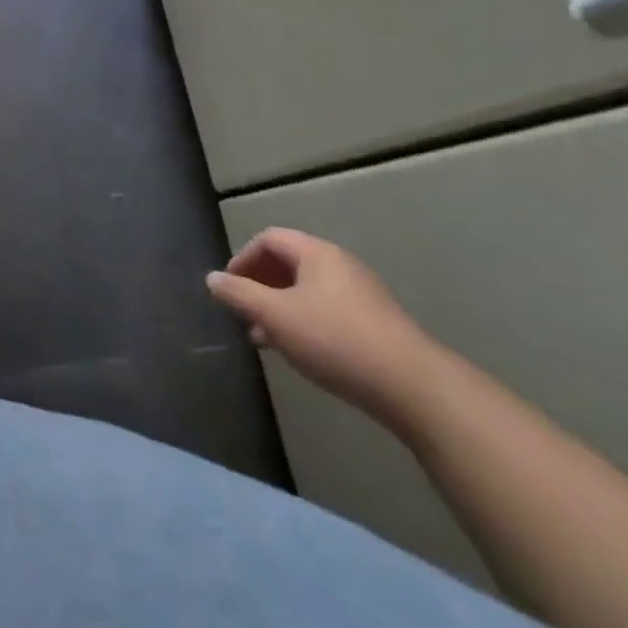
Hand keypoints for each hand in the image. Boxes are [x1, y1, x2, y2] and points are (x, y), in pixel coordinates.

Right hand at [207, 228, 437, 424]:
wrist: (415, 389)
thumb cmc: (336, 340)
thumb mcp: (276, 317)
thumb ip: (240, 295)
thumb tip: (212, 278)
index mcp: (316, 253)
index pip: (269, 239)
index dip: (243, 258)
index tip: (229, 288)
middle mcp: (340, 265)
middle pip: (290, 263)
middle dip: (261, 285)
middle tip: (244, 313)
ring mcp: (363, 295)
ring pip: (309, 290)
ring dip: (281, 308)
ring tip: (267, 338)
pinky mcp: (377, 324)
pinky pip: (329, 310)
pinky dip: (306, 322)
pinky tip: (302, 352)